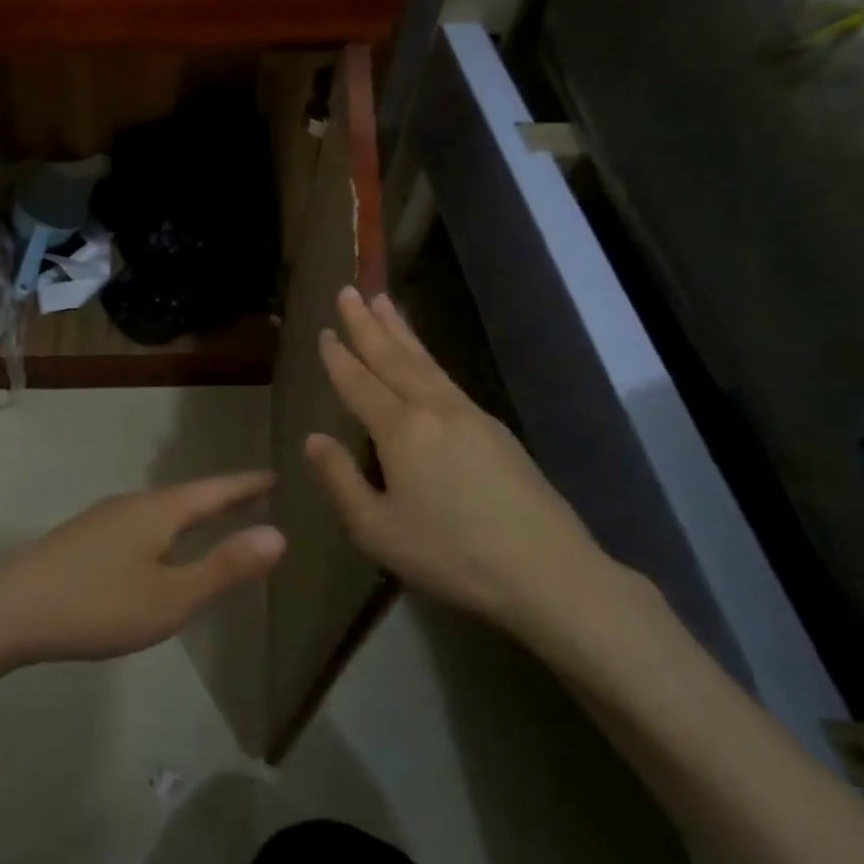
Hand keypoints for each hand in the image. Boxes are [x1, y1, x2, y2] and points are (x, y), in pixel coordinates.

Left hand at [0, 473, 284, 669]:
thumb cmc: (97, 605)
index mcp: (158, 511)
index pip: (214, 490)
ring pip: (159, 511)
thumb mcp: (171, 597)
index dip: (246, 485)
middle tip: (254, 495)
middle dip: (221, 498)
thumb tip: (278, 535)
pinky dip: (165, 530)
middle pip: (186, 497)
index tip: (275, 475)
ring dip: (191, 514)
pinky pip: (139, 526)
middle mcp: (131, 505)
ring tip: (213, 520)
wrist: (7, 610)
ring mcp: (101, 519)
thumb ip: (223, 567)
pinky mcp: (82, 539)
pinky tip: (157, 550)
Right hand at [305, 287, 622, 642]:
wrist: (549, 572)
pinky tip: (423, 359)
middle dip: (367, 323)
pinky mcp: (495, 430)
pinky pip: (446, 377)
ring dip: (400, 330)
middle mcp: (434, 409)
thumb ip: (340, 480)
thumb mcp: (377, 530)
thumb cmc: (452, 555)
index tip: (323, 332)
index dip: (338, 357)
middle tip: (349, 290)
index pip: (360, 383)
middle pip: (393, 357)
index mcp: (401, 430)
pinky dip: (426, 356)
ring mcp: (470, 415)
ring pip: (425, 361)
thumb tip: (314, 440)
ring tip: (383, 301)